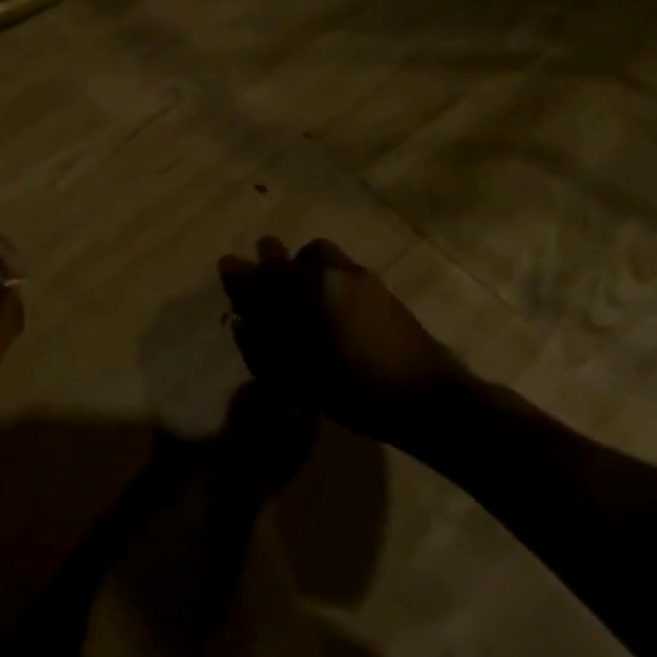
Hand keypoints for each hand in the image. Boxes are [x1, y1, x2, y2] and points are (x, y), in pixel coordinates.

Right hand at [217, 237, 468, 447]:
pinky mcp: (380, 289)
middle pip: (289, 256)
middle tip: (262, 284)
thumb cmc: (356, 391)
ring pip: (317, 257)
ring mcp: (359, 278)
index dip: (240, 272)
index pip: (262, 274)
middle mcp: (331, 274)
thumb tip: (243, 321)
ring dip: (300, 267)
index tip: (226, 266)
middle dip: (270, 264)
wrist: (430, 399)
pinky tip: (328, 308)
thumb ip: (265, 343)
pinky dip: (324, 278)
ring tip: (298, 296)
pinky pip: (340, 270)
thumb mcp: (300, 375)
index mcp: (308, 291)